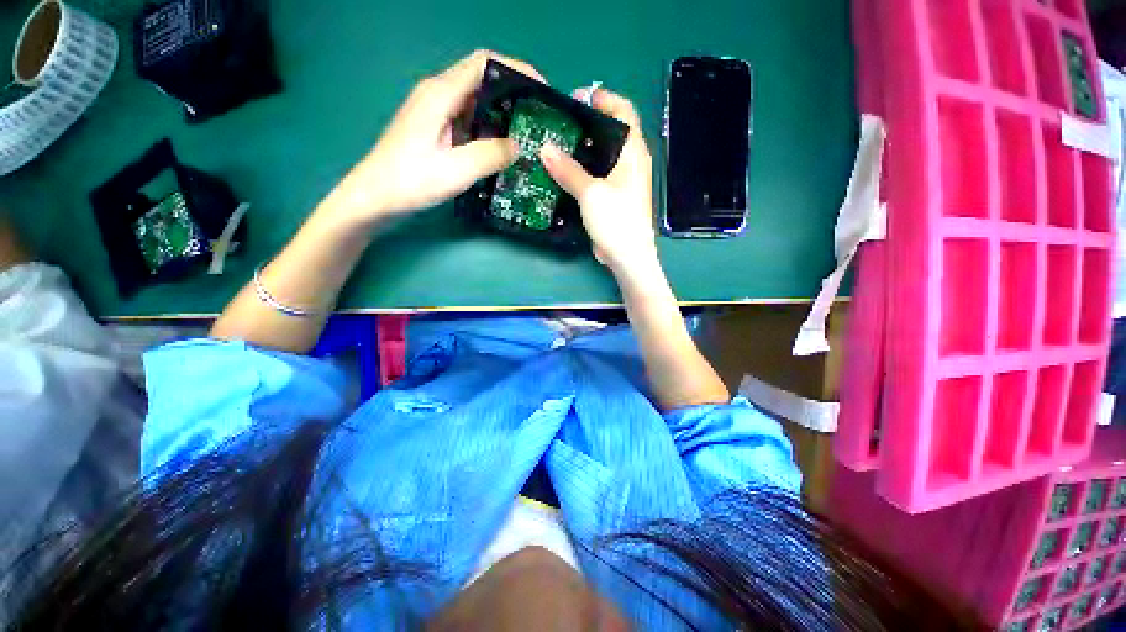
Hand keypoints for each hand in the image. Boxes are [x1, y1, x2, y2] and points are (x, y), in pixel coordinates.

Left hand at [324, 51, 545, 223]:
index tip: (542, 91)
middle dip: (514, 92)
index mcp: (440, 94)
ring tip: (528, 133)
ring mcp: (436, 111)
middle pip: (483, 78)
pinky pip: (470, 119)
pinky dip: (490, 128)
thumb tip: (519, 146)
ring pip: (477, 100)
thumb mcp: (455, 171)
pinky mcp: (436, 128)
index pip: (484, 63)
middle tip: (539, 117)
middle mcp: (438, 94)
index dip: (516, 70)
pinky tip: (503, 147)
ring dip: (503, 112)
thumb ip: (490, 155)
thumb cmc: (410, 181)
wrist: (375, 197)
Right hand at [539, 88, 657, 275]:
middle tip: (558, 123)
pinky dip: (583, 168)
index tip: (576, 97)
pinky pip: (598, 173)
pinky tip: (565, 170)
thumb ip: (568, 170)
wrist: (628, 257)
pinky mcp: (615, 196)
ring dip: (583, 148)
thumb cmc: (616, 221)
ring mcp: (623, 180)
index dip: (602, 98)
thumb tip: (544, 148)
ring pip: (602, 154)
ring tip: (556, 144)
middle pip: (611, 130)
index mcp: (633, 152)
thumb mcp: (590, 193)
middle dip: (587, 122)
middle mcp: (631, 161)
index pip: (623, 110)